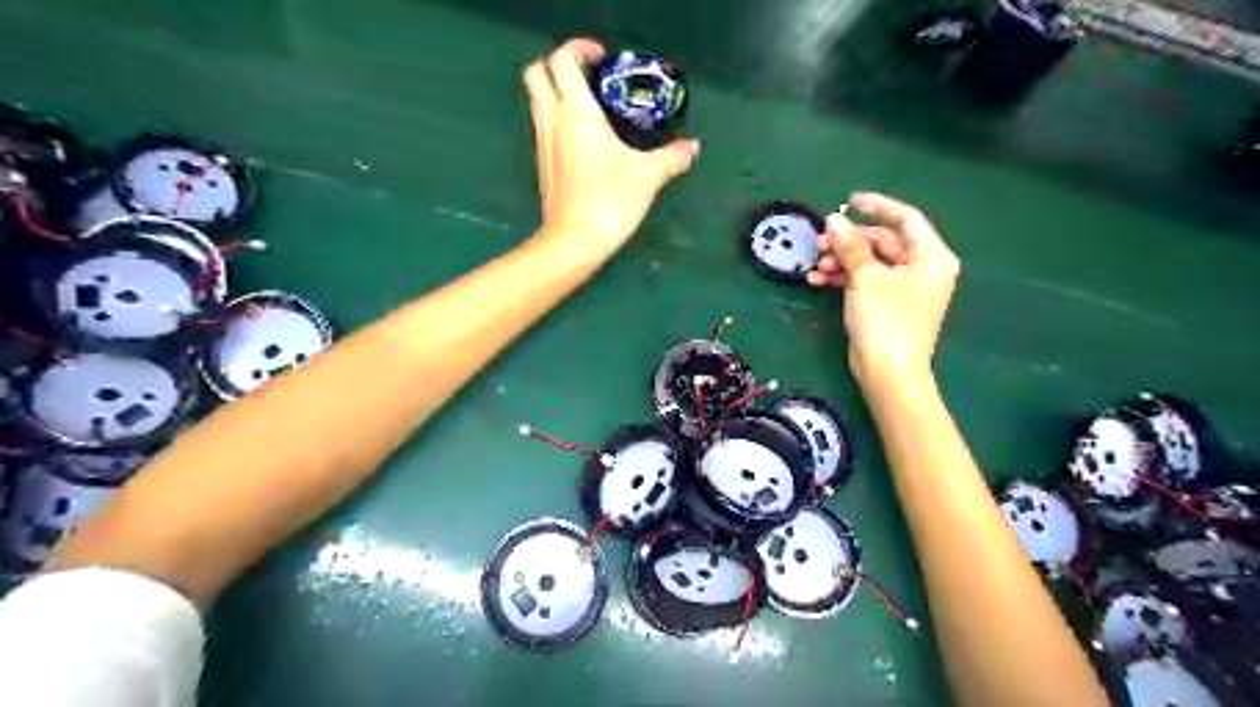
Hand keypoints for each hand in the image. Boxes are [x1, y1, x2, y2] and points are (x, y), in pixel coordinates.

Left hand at [520, 39, 699, 258]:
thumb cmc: (609, 200)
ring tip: (593, 108)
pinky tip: (587, 140)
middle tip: (592, 79)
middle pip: (537, 73)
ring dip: (558, 93)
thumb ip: (672, 157)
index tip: (603, 59)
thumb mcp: (648, 176)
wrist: (574, 241)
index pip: (563, 60)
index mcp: (576, 112)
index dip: (580, 49)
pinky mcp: (543, 164)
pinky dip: (559, 119)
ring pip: (537, 100)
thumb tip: (692, 147)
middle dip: (560, 66)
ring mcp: (542, 143)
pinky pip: (544, 126)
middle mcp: (552, 121)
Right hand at [811, 193, 961, 386]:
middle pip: (883, 241)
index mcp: (930, 257)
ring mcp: (905, 287)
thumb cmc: (885, 322)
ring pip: (870, 261)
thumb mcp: (865, 278)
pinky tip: (817, 280)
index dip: (877, 205)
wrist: (888, 373)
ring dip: (841, 261)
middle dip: (849, 241)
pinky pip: (866, 280)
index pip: (905, 218)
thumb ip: (850, 245)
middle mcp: (922, 268)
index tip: (848, 201)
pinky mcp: (888, 303)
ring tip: (815, 266)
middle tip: (819, 243)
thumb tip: (834, 219)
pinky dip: (844, 278)